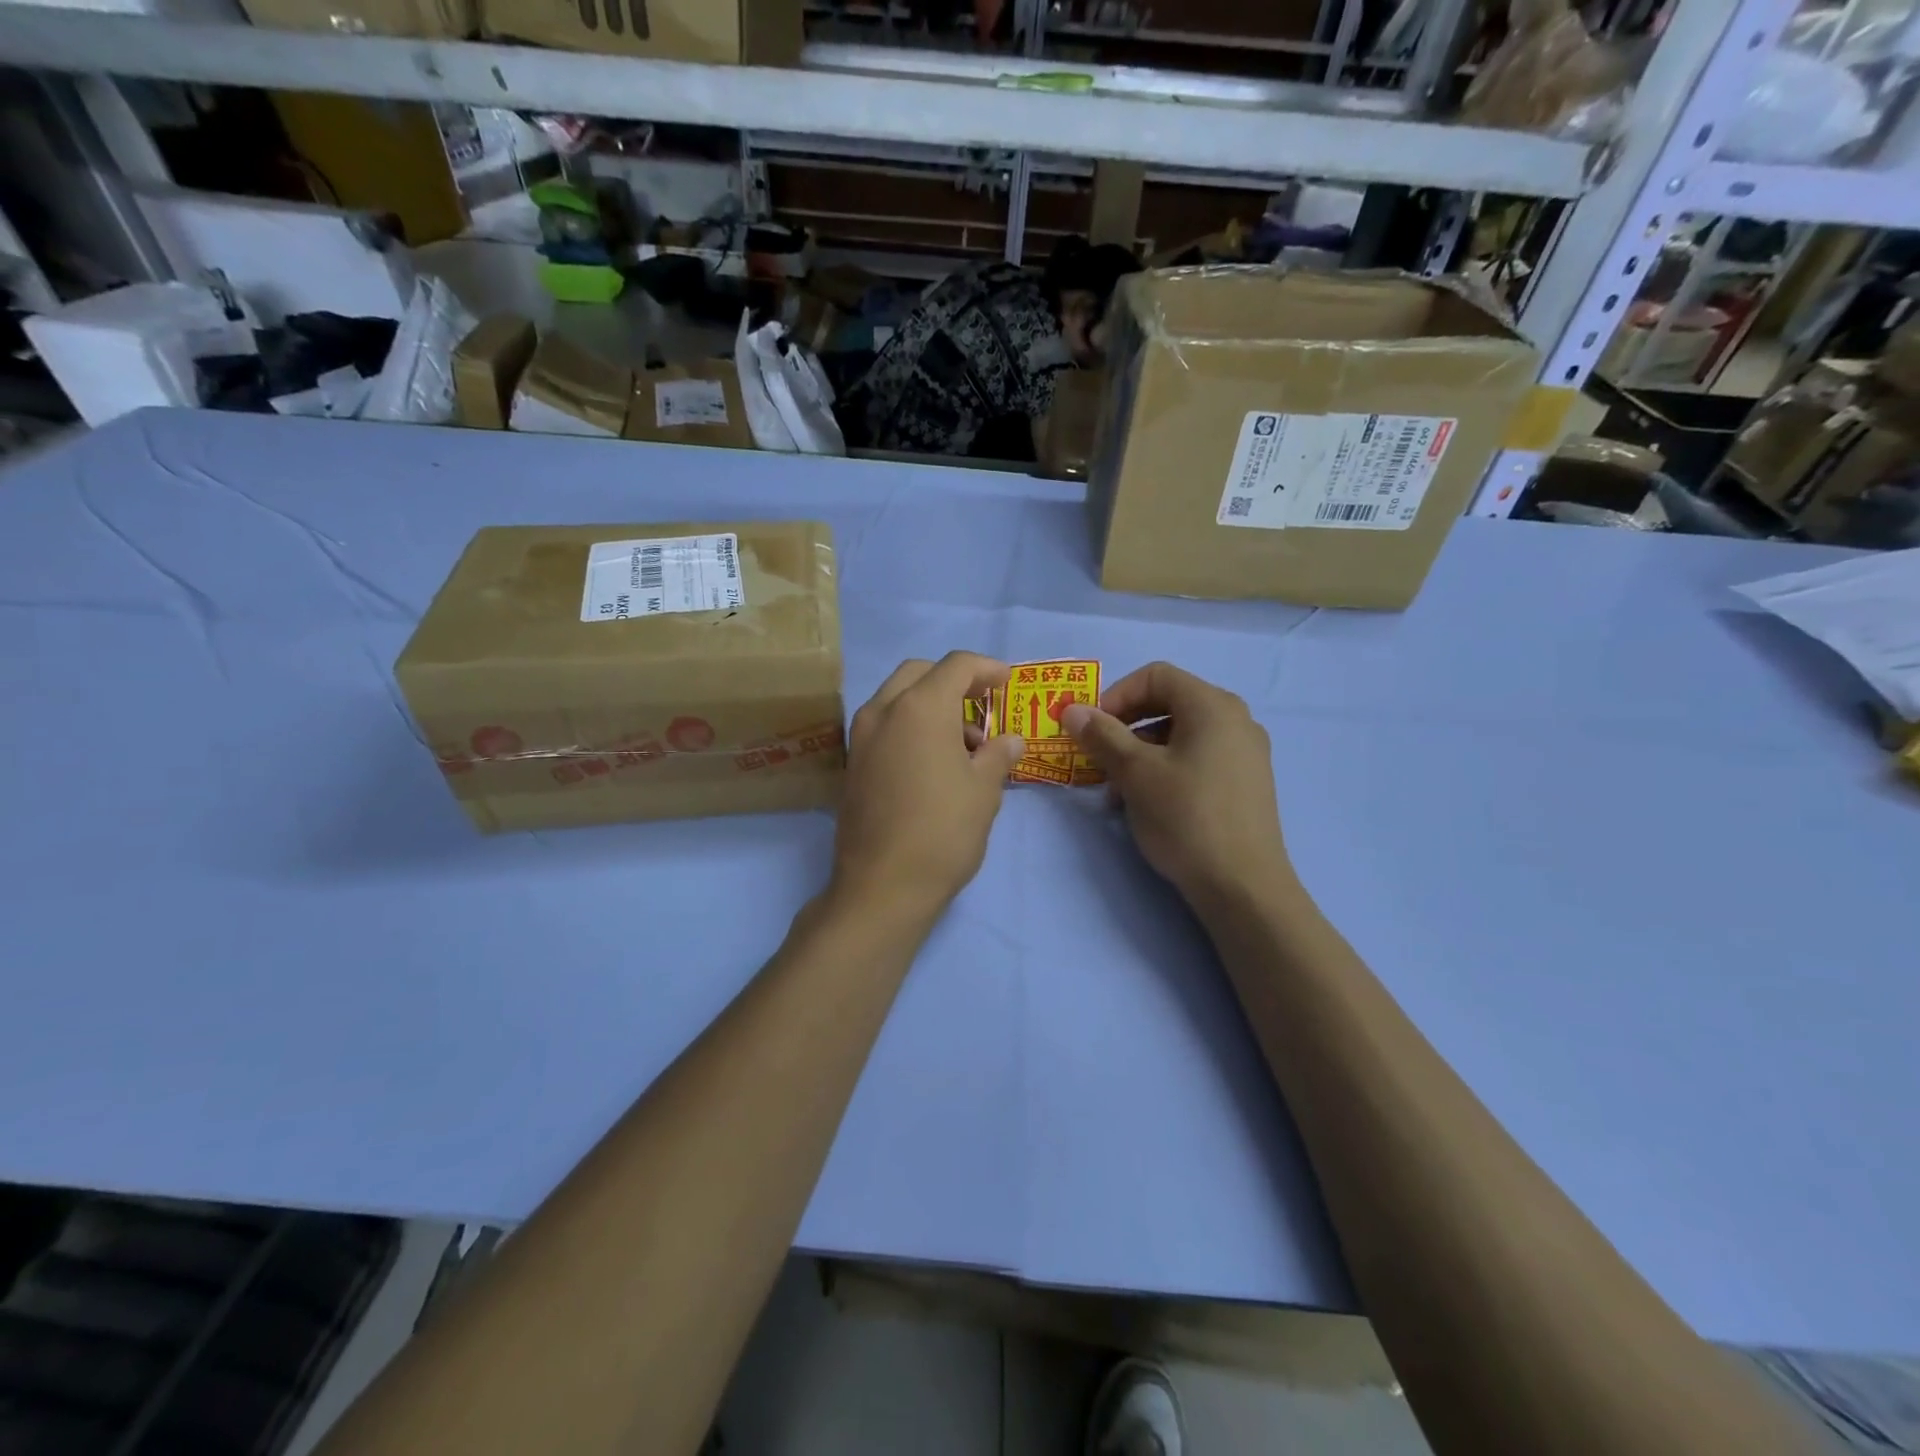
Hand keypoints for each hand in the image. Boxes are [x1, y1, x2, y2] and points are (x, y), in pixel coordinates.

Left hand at [831, 652, 1025, 918]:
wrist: (882, 886)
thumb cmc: (943, 832)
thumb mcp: (983, 791)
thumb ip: (997, 755)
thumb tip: (1009, 740)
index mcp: (921, 707)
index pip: (957, 665)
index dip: (987, 668)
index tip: (1007, 683)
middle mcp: (883, 710)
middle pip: (920, 673)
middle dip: (953, 680)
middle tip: (982, 704)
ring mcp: (861, 737)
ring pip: (897, 698)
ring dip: (930, 704)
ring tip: (965, 745)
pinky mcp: (851, 763)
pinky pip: (884, 725)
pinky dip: (909, 726)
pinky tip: (933, 762)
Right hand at [1062, 662, 1290, 908]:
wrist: (1243, 886)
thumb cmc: (1186, 817)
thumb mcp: (1135, 773)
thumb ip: (1102, 735)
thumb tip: (1072, 709)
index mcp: (1212, 705)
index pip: (1155, 675)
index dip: (1116, 695)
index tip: (1091, 728)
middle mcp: (1235, 719)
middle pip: (1169, 702)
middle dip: (1126, 727)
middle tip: (1100, 758)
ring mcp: (1246, 752)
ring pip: (1181, 734)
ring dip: (1141, 752)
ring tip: (1118, 791)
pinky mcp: (1247, 782)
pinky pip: (1198, 758)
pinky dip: (1167, 768)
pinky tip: (1149, 803)